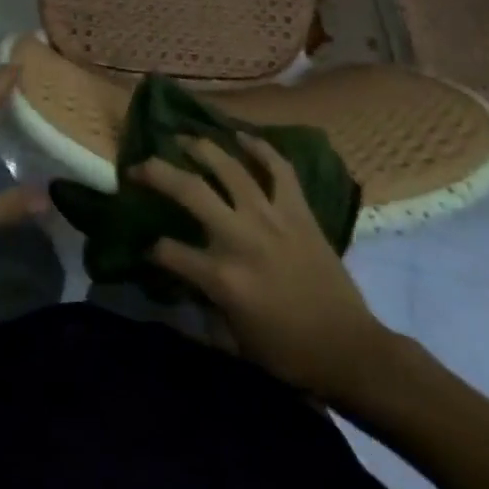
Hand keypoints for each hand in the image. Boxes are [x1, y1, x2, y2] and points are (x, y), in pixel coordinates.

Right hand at [135, 132, 396, 409]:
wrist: (349, 349)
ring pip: (229, 169)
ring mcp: (271, 218)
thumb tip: (179, 277)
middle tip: (139, 166)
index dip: (152, 249)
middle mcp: (241, 238)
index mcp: (222, 277)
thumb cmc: (288, 352)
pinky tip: (241, 136)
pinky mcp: (298, 211)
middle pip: (189, 191)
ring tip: (183, 138)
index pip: (169, 251)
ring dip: (202, 149)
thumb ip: (203, 301)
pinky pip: (279, 169)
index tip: (148, 247)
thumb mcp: (233, 338)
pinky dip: (260, 149)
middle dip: (156, 173)